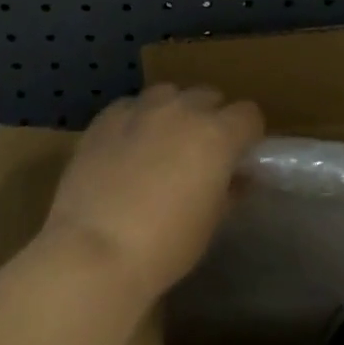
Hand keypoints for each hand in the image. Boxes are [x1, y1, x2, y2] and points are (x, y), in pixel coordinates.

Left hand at [42, 84, 263, 307]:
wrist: (94, 251)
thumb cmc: (165, 246)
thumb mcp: (210, 223)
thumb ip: (229, 190)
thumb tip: (239, 177)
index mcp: (217, 134)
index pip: (249, 115)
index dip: (247, 135)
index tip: (239, 157)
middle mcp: (182, 109)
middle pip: (209, 97)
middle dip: (211, 119)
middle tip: (200, 154)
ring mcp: (141, 108)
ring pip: (169, 93)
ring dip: (174, 112)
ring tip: (162, 144)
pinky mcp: (106, 117)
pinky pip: (132, 106)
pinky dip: (137, 119)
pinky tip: (126, 147)